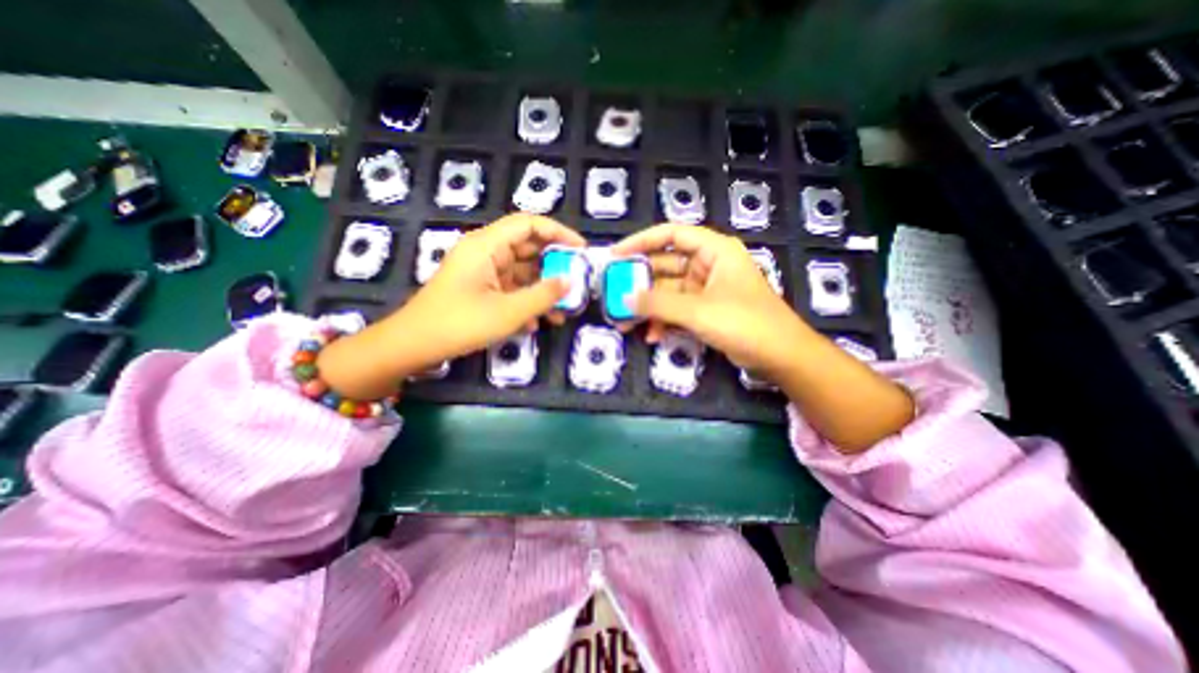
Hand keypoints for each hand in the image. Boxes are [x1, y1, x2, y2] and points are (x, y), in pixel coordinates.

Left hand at [316, 212, 581, 395]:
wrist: (414, 346)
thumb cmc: (460, 324)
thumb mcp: (508, 312)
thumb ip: (543, 295)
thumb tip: (569, 281)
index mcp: (486, 246)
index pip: (528, 224)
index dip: (558, 232)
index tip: (580, 250)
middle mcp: (485, 253)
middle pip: (527, 248)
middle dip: (554, 265)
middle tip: (577, 281)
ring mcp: (482, 272)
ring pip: (521, 272)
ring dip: (542, 289)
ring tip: (563, 310)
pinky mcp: (481, 289)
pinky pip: (511, 288)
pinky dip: (526, 301)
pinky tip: (539, 323)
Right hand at [618, 222, 803, 376]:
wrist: (780, 356)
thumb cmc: (745, 322)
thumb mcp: (698, 310)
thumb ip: (659, 303)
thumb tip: (625, 299)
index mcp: (714, 250)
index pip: (671, 235)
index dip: (641, 241)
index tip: (616, 255)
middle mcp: (708, 265)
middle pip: (665, 266)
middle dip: (640, 283)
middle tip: (614, 295)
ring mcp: (706, 289)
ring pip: (668, 292)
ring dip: (649, 307)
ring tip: (626, 323)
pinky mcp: (705, 310)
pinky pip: (677, 309)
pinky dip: (664, 321)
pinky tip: (652, 335)